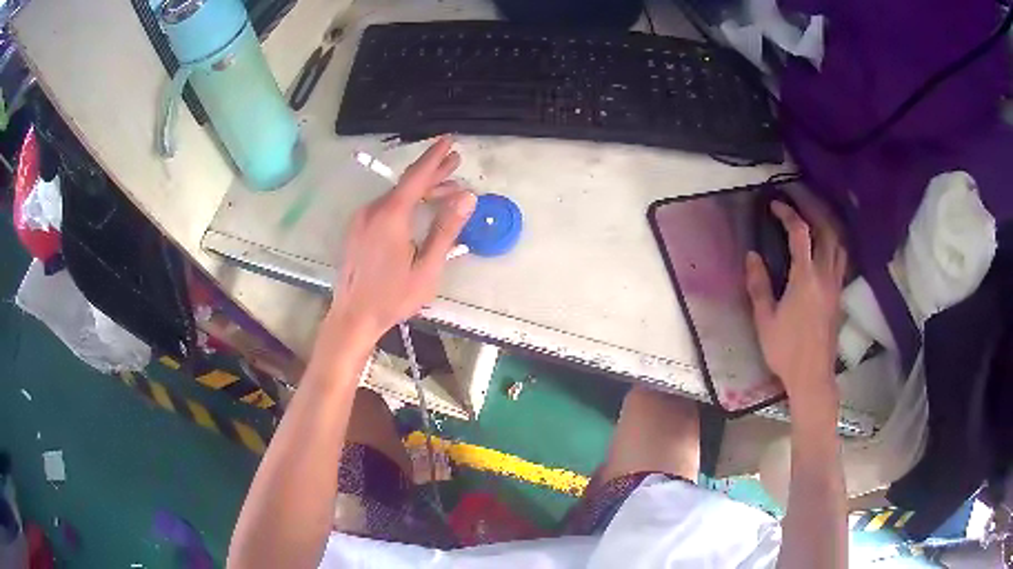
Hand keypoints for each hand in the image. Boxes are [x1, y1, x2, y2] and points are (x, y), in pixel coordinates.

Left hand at [328, 136, 476, 345]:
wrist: (353, 316)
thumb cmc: (393, 296)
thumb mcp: (427, 267)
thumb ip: (446, 229)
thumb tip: (467, 197)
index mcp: (391, 216)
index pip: (417, 177)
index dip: (435, 157)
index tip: (449, 140)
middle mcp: (373, 210)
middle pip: (406, 184)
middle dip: (433, 172)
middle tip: (455, 162)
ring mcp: (362, 219)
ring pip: (396, 195)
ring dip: (421, 191)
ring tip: (447, 191)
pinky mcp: (357, 229)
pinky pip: (385, 207)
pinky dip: (405, 203)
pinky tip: (419, 210)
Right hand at [745, 200, 846, 401]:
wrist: (812, 376)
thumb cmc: (785, 350)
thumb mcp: (765, 320)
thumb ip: (758, 285)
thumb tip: (752, 256)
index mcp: (805, 278)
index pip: (800, 234)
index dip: (788, 213)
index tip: (775, 205)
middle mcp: (825, 275)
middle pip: (827, 231)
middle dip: (813, 209)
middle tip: (798, 199)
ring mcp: (836, 285)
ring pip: (839, 244)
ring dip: (827, 224)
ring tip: (814, 216)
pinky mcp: (839, 295)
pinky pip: (841, 259)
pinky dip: (834, 243)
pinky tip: (826, 246)